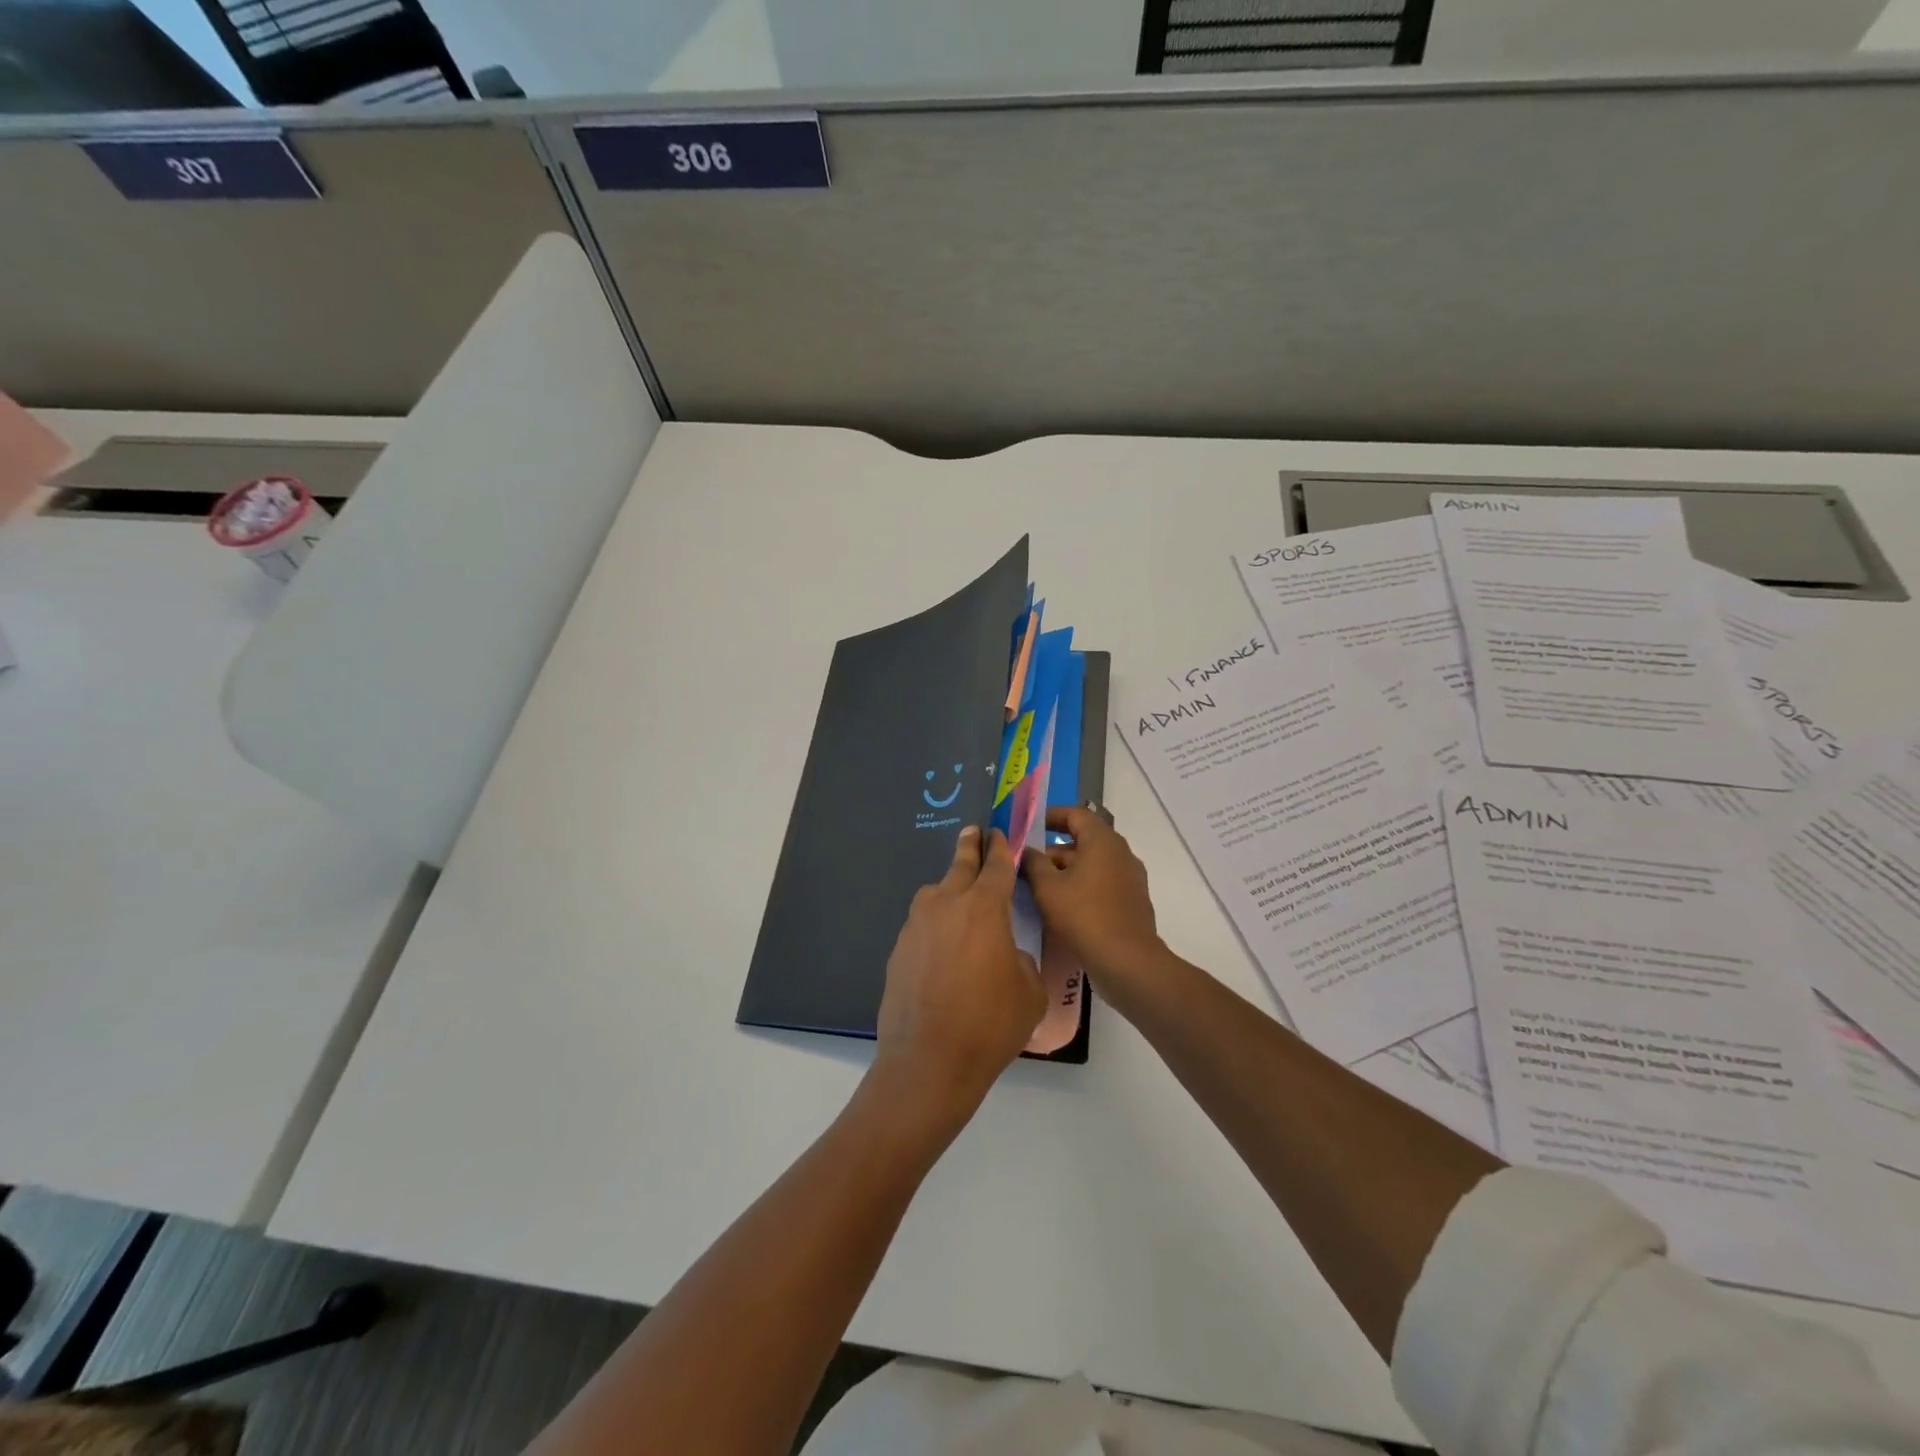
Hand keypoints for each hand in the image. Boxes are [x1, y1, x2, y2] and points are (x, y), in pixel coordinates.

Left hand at [872, 826, 1044, 1124]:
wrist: (928, 1062)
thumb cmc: (990, 1025)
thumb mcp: (1029, 991)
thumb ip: (1020, 959)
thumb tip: (1004, 953)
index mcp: (984, 909)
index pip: (996, 867)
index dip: (1001, 848)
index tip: (999, 833)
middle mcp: (946, 906)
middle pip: (960, 866)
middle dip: (969, 848)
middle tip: (973, 832)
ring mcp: (916, 926)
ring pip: (935, 894)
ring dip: (949, 889)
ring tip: (959, 897)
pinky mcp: (898, 949)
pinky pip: (922, 925)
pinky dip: (935, 924)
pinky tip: (942, 949)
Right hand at [1022, 807, 1165, 991]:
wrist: (1127, 961)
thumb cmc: (1083, 915)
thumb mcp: (1048, 887)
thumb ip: (1033, 863)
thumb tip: (1026, 850)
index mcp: (1102, 841)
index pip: (1076, 814)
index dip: (1052, 816)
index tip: (1030, 825)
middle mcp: (1121, 853)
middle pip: (1085, 839)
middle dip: (1054, 849)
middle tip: (1028, 863)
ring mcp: (1130, 877)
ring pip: (1093, 863)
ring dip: (1067, 870)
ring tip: (1040, 887)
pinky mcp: (1133, 900)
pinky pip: (1103, 882)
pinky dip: (1082, 885)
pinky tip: (1064, 906)